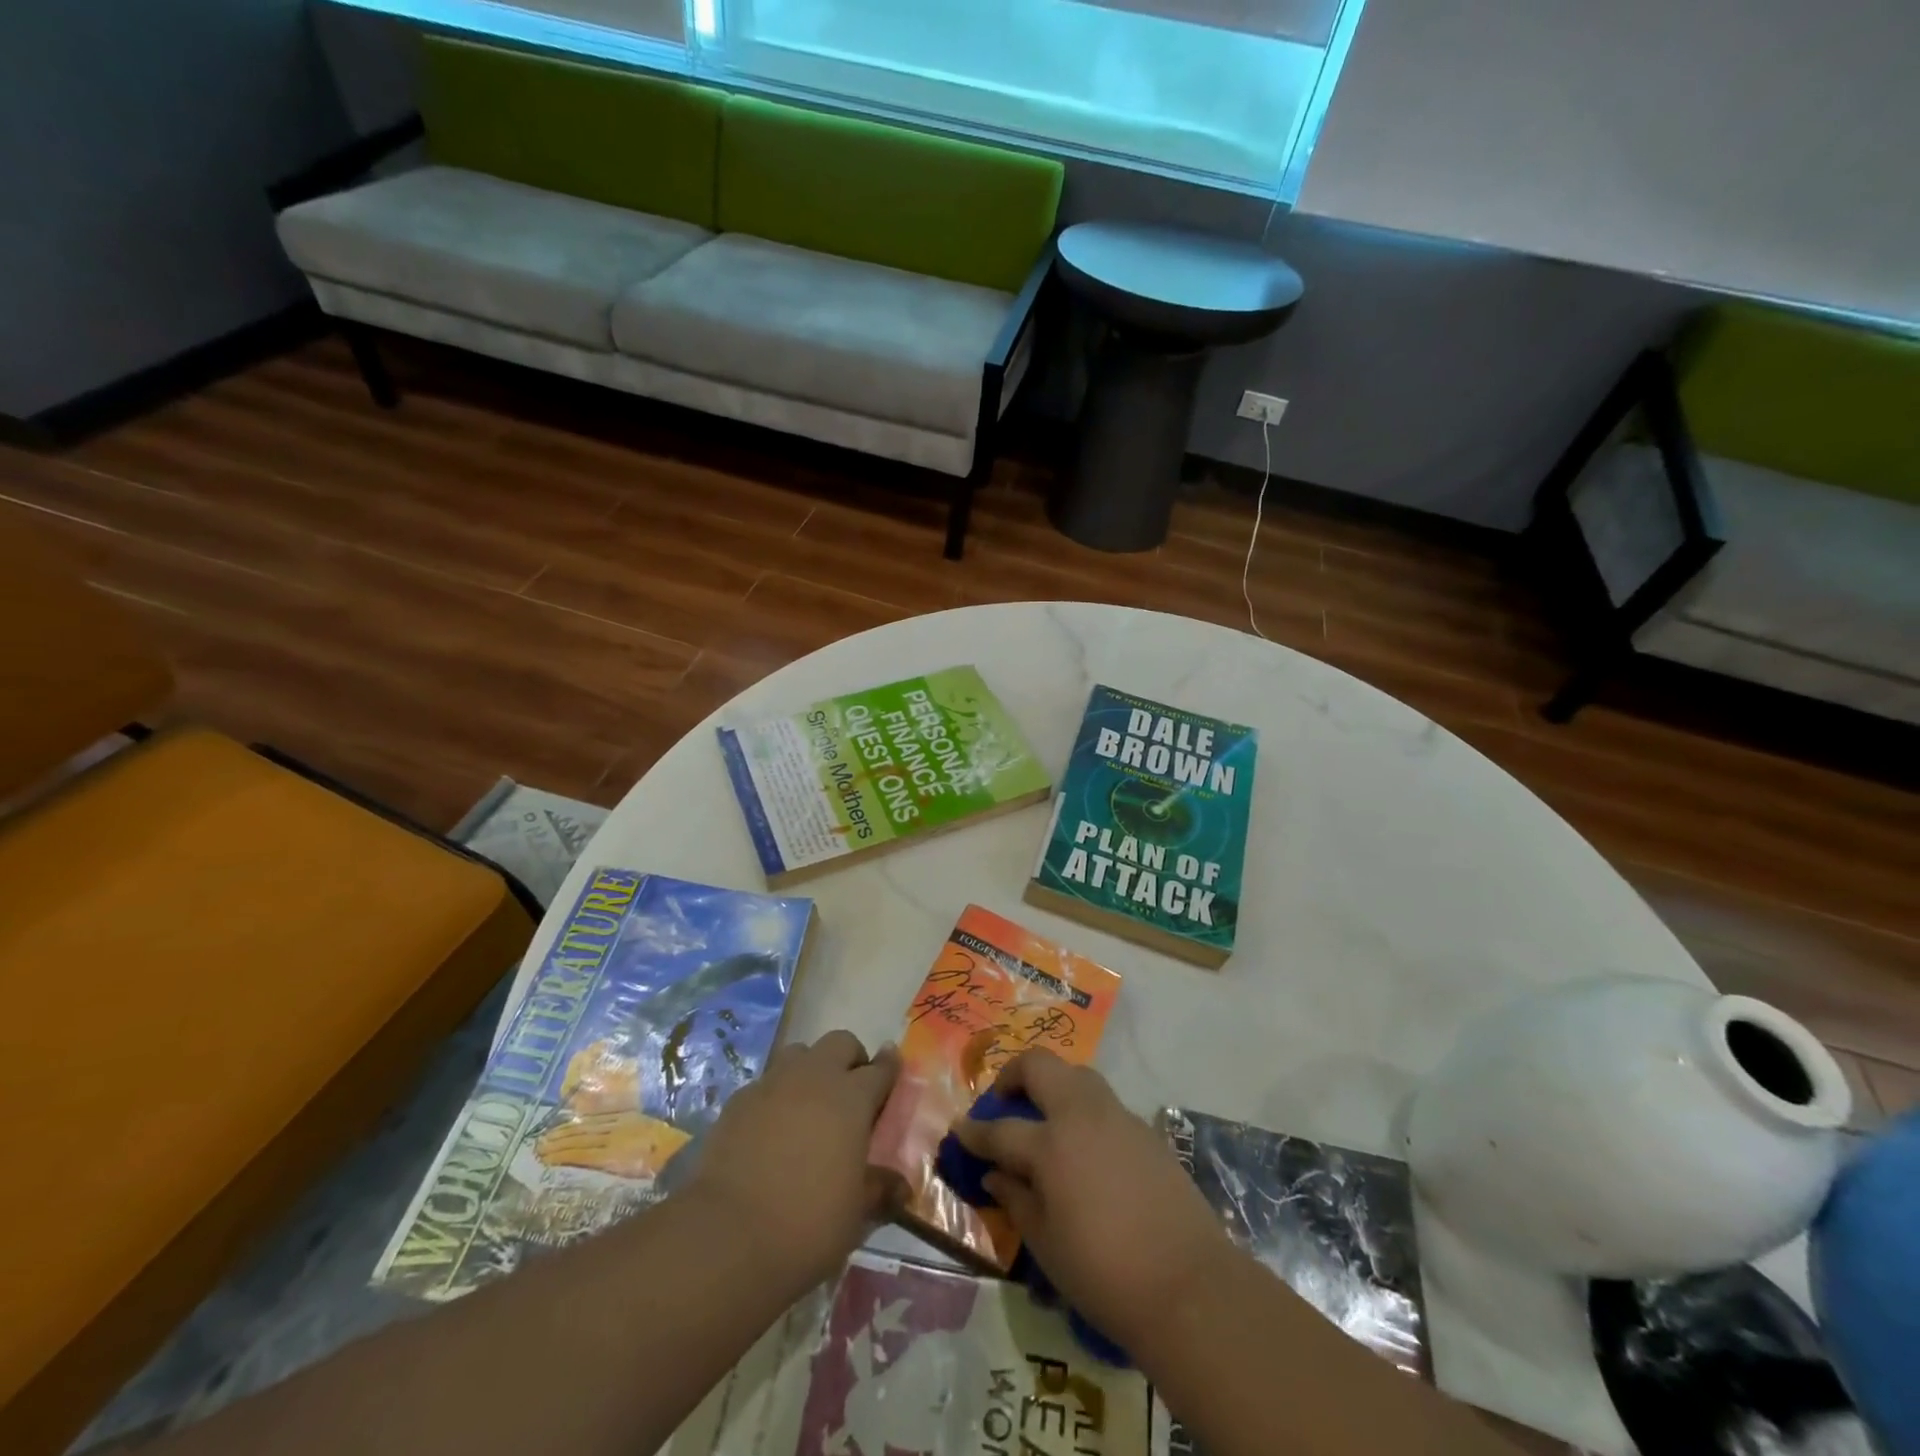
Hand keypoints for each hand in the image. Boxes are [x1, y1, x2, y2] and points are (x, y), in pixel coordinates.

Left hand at [686, 1030, 899, 1293]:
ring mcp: (773, 1084)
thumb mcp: (856, 1214)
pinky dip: (776, 1096)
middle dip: (851, 1059)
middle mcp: (814, 1077)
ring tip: (810, 1104)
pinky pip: (766, 1083)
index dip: (889, 1067)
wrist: (728, 1236)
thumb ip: (880, 1190)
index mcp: (852, 1098)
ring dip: (811, 1069)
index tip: (893, 1066)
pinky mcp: (738, 1100)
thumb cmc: (808, 1223)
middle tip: (852, 1092)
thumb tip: (902, 1186)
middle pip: (840, 1043)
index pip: (880, 1069)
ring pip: (799, 1054)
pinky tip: (771, 1129)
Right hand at [953, 1050, 1238, 1358]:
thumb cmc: (1105, 1274)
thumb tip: (996, 1173)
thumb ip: (1016, 1199)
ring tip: (1044, 1119)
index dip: (975, 1132)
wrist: (1189, 1285)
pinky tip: (1084, 1146)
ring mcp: (1117, 1116)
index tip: (961, 1131)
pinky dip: (1082, 1109)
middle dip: (1013, 1076)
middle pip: (1039, 1066)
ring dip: (1052, 1085)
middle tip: (1004, 1104)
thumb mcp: (1046, 1245)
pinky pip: (1103, 1102)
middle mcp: (1081, 1115)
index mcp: (1050, 1144)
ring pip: (1076, 1074)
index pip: (1000, 1129)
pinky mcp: (1145, 1129)